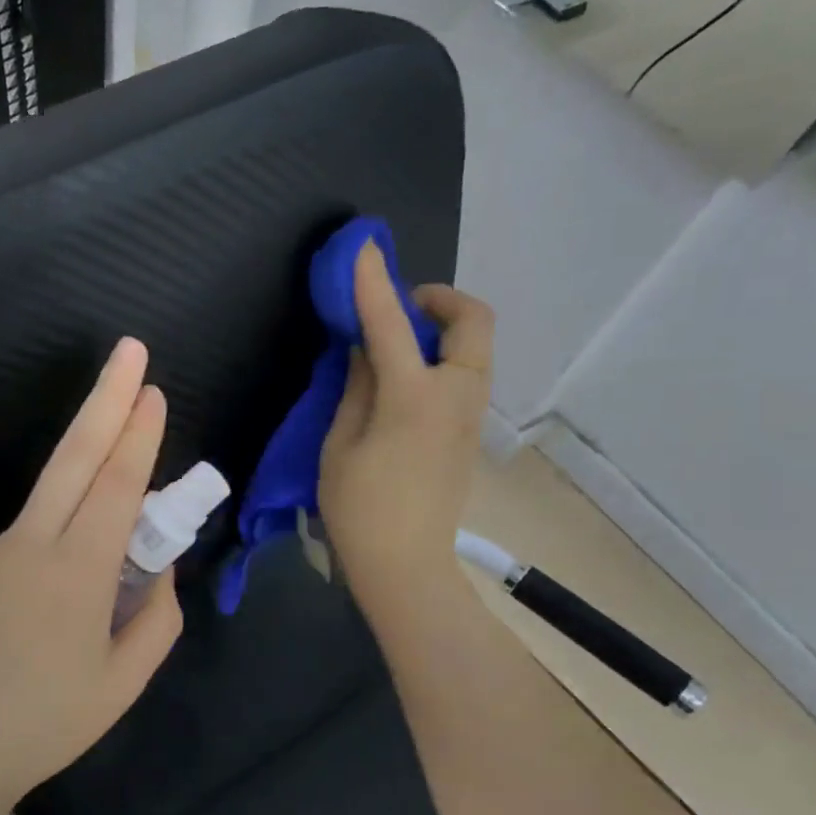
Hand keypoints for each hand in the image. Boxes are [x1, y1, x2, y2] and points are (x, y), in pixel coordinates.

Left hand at [0, 338, 184, 799]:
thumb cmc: (46, 724)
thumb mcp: (124, 682)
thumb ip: (157, 617)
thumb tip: (158, 566)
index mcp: (75, 575)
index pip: (116, 487)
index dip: (137, 436)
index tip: (152, 391)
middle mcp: (26, 546)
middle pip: (73, 458)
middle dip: (105, 399)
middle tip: (129, 351)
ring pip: (46, 513)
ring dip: (79, 518)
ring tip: (72, 610)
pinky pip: (15, 551)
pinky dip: (39, 568)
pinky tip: (27, 628)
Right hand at [319, 241, 494, 634]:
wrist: (405, 564)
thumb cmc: (360, 509)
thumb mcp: (341, 444)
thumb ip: (357, 387)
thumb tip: (366, 349)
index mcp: (414, 397)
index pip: (392, 324)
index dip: (373, 283)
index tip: (362, 249)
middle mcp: (455, 395)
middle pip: (472, 321)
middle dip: (439, 300)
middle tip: (399, 308)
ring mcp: (470, 415)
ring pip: (475, 347)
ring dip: (442, 330)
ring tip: (396, 345)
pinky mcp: (469, 432)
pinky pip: (466, 374)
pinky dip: (441, 358)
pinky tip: (404, 381)